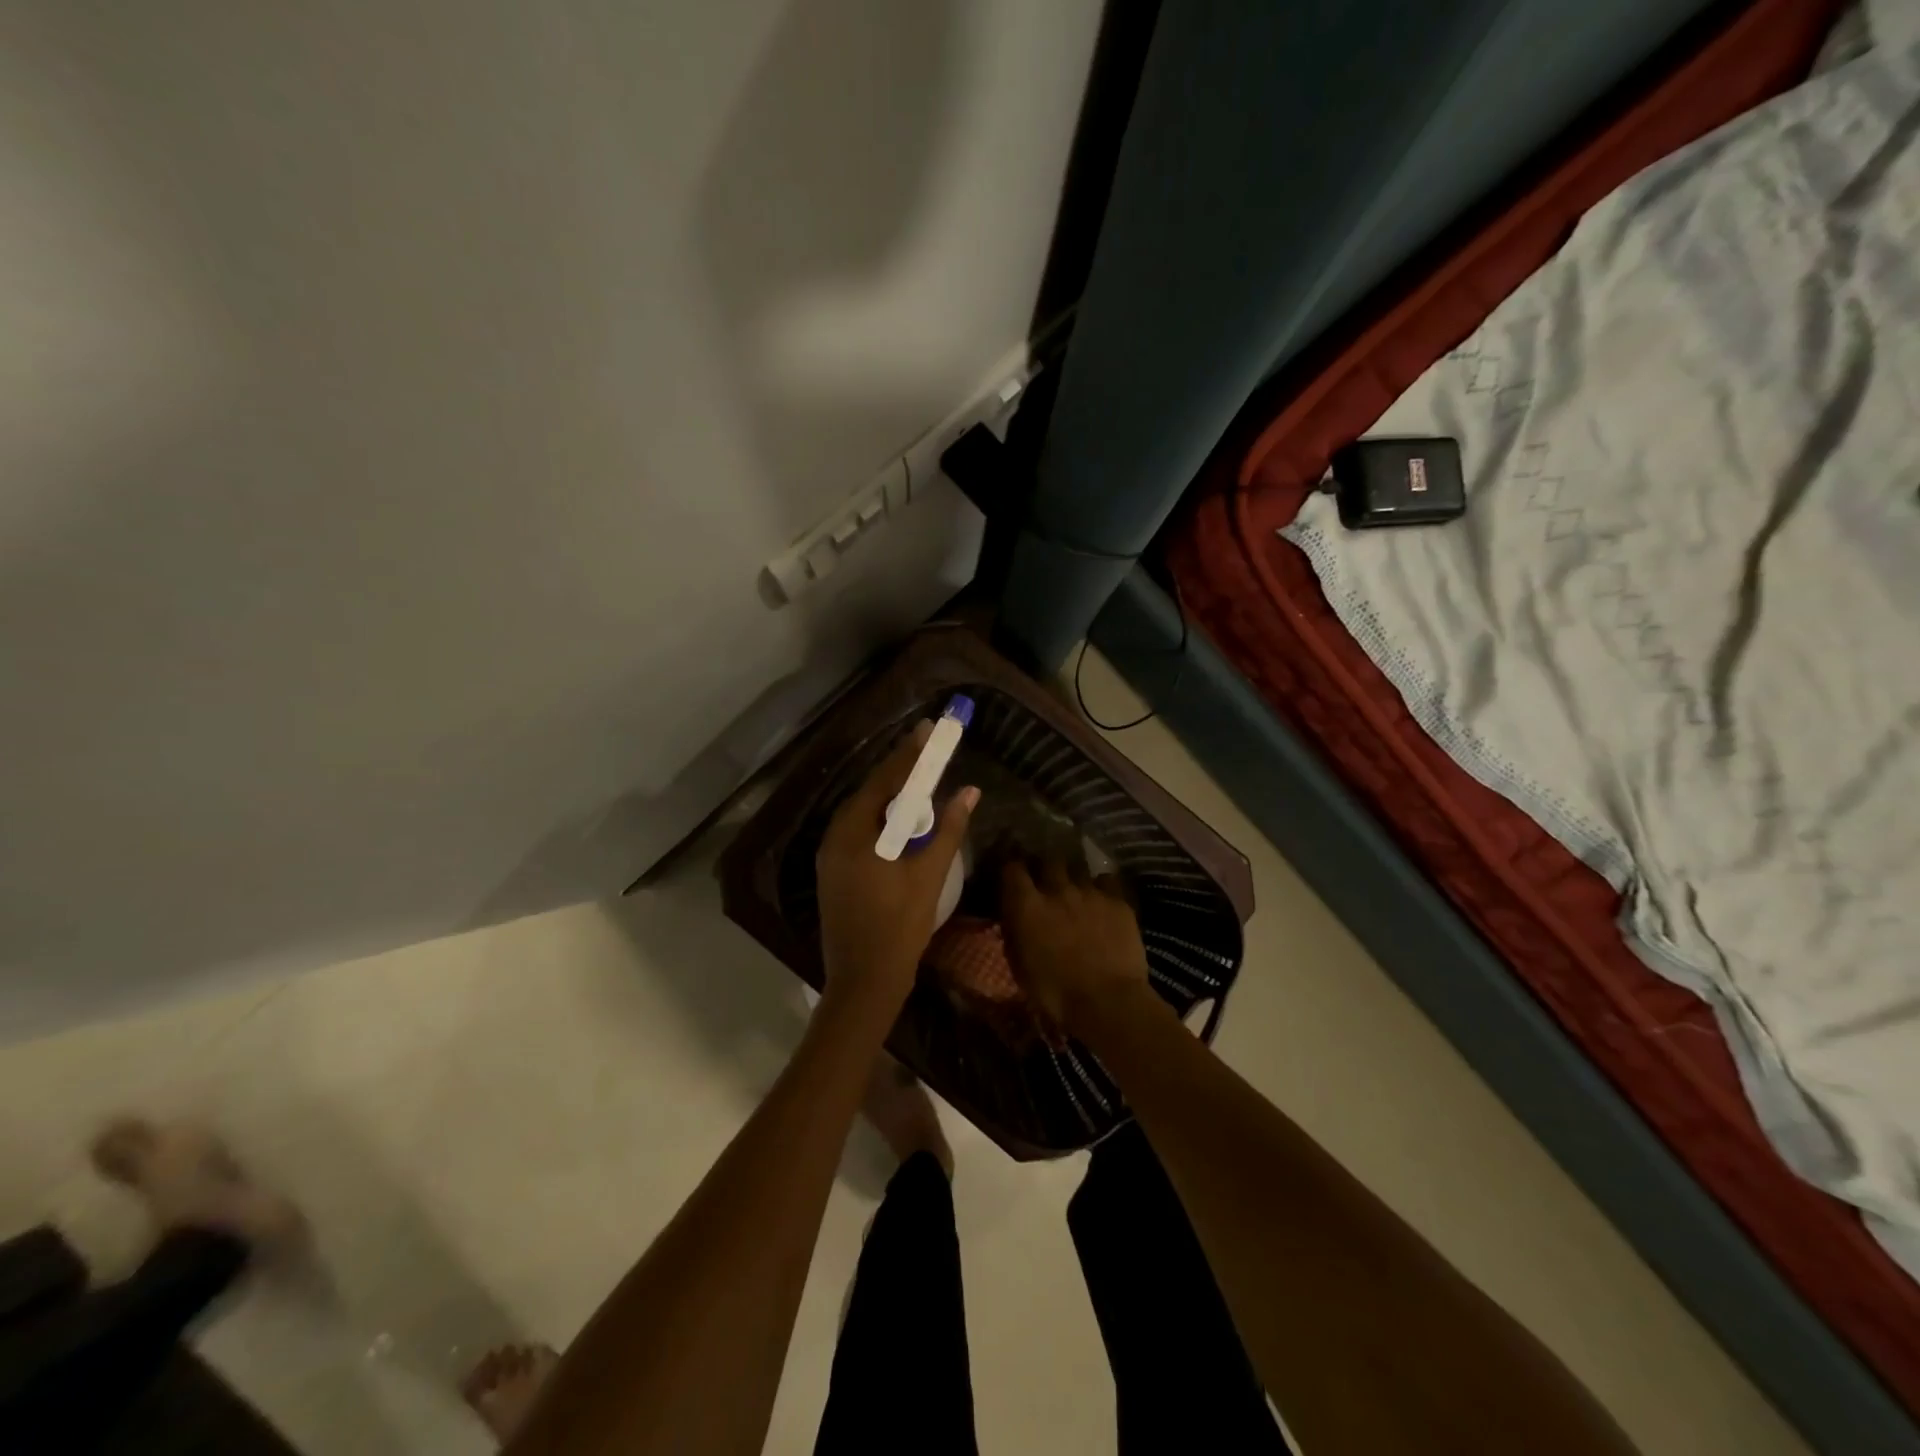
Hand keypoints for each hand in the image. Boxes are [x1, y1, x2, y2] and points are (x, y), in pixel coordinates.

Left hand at [815, 722, 978, 1015]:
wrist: (864, 982)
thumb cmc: (899, 928)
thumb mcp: (929, 875)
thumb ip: (949, 829)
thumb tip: (969, 791)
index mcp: (854, 834)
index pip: (885, 781)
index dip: (909, 754)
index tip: (928, 729)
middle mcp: (834, 837)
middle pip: (871, 792)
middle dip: (900, 771)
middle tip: (928, 750)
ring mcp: (830, 856)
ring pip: (864, 812)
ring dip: (891, 796)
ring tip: (920, 778)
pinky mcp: (834, 871)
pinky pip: (859, 831)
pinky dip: (882, 819)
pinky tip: (902, 820)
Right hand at [1000, 862, 1154, 1035]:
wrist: (1108, 1001)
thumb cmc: (1055, 993)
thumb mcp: (1021, 967)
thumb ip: (1015, 934)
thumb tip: (1014, 920)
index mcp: (1027, 906)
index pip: (1013, 868)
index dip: (1012, 868)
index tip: (1014, 875)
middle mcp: (1057, 889)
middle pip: (1049, 861)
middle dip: (1047, 868)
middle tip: (1048, 882)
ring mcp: (1090, 892)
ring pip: (1078, 869)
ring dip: (1074, 878)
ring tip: (1077, 891)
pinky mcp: (1118, 900)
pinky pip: (1107, 881)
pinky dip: (1102, 888)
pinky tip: (1103, 900)